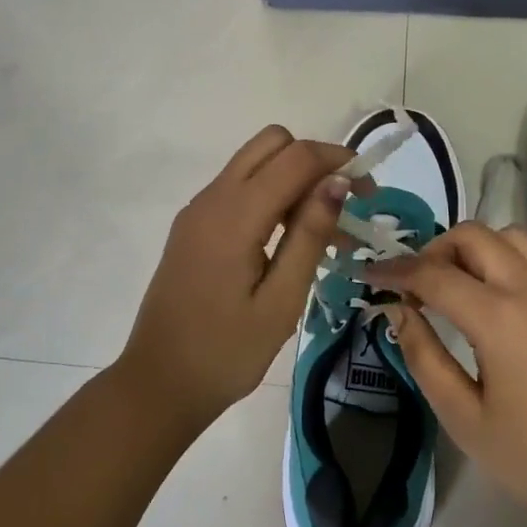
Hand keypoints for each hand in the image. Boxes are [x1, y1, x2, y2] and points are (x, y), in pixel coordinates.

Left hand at [118, 126, 358, 428]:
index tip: (368, 191)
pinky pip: (239, 187)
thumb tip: (337, 181)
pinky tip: (289, 239)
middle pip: (272, 142)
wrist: (158, 384)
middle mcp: (213, 198)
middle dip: (314, 160)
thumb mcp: (281, 301)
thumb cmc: (225, 352)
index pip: (295, 157)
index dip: (338, 161)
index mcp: (234, 215)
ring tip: (325, 231)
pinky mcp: (194, 225)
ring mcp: (199, 209)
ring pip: (255, 162)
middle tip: (343, 205)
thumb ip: (309, 235)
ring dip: (294, 178)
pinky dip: (271, 195)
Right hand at [363, 222, 526, 526]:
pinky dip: (511, 258)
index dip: (395, 270)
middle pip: (472, 236)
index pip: (432, 274)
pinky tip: (505, 295)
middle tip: (418, 283)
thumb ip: (425, 357)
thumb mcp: (466, 419)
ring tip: (461, 283)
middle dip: (435, 250)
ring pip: (510, 235)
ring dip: (476, 247)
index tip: (370, 275)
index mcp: (499, 317)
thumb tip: (399, 311)